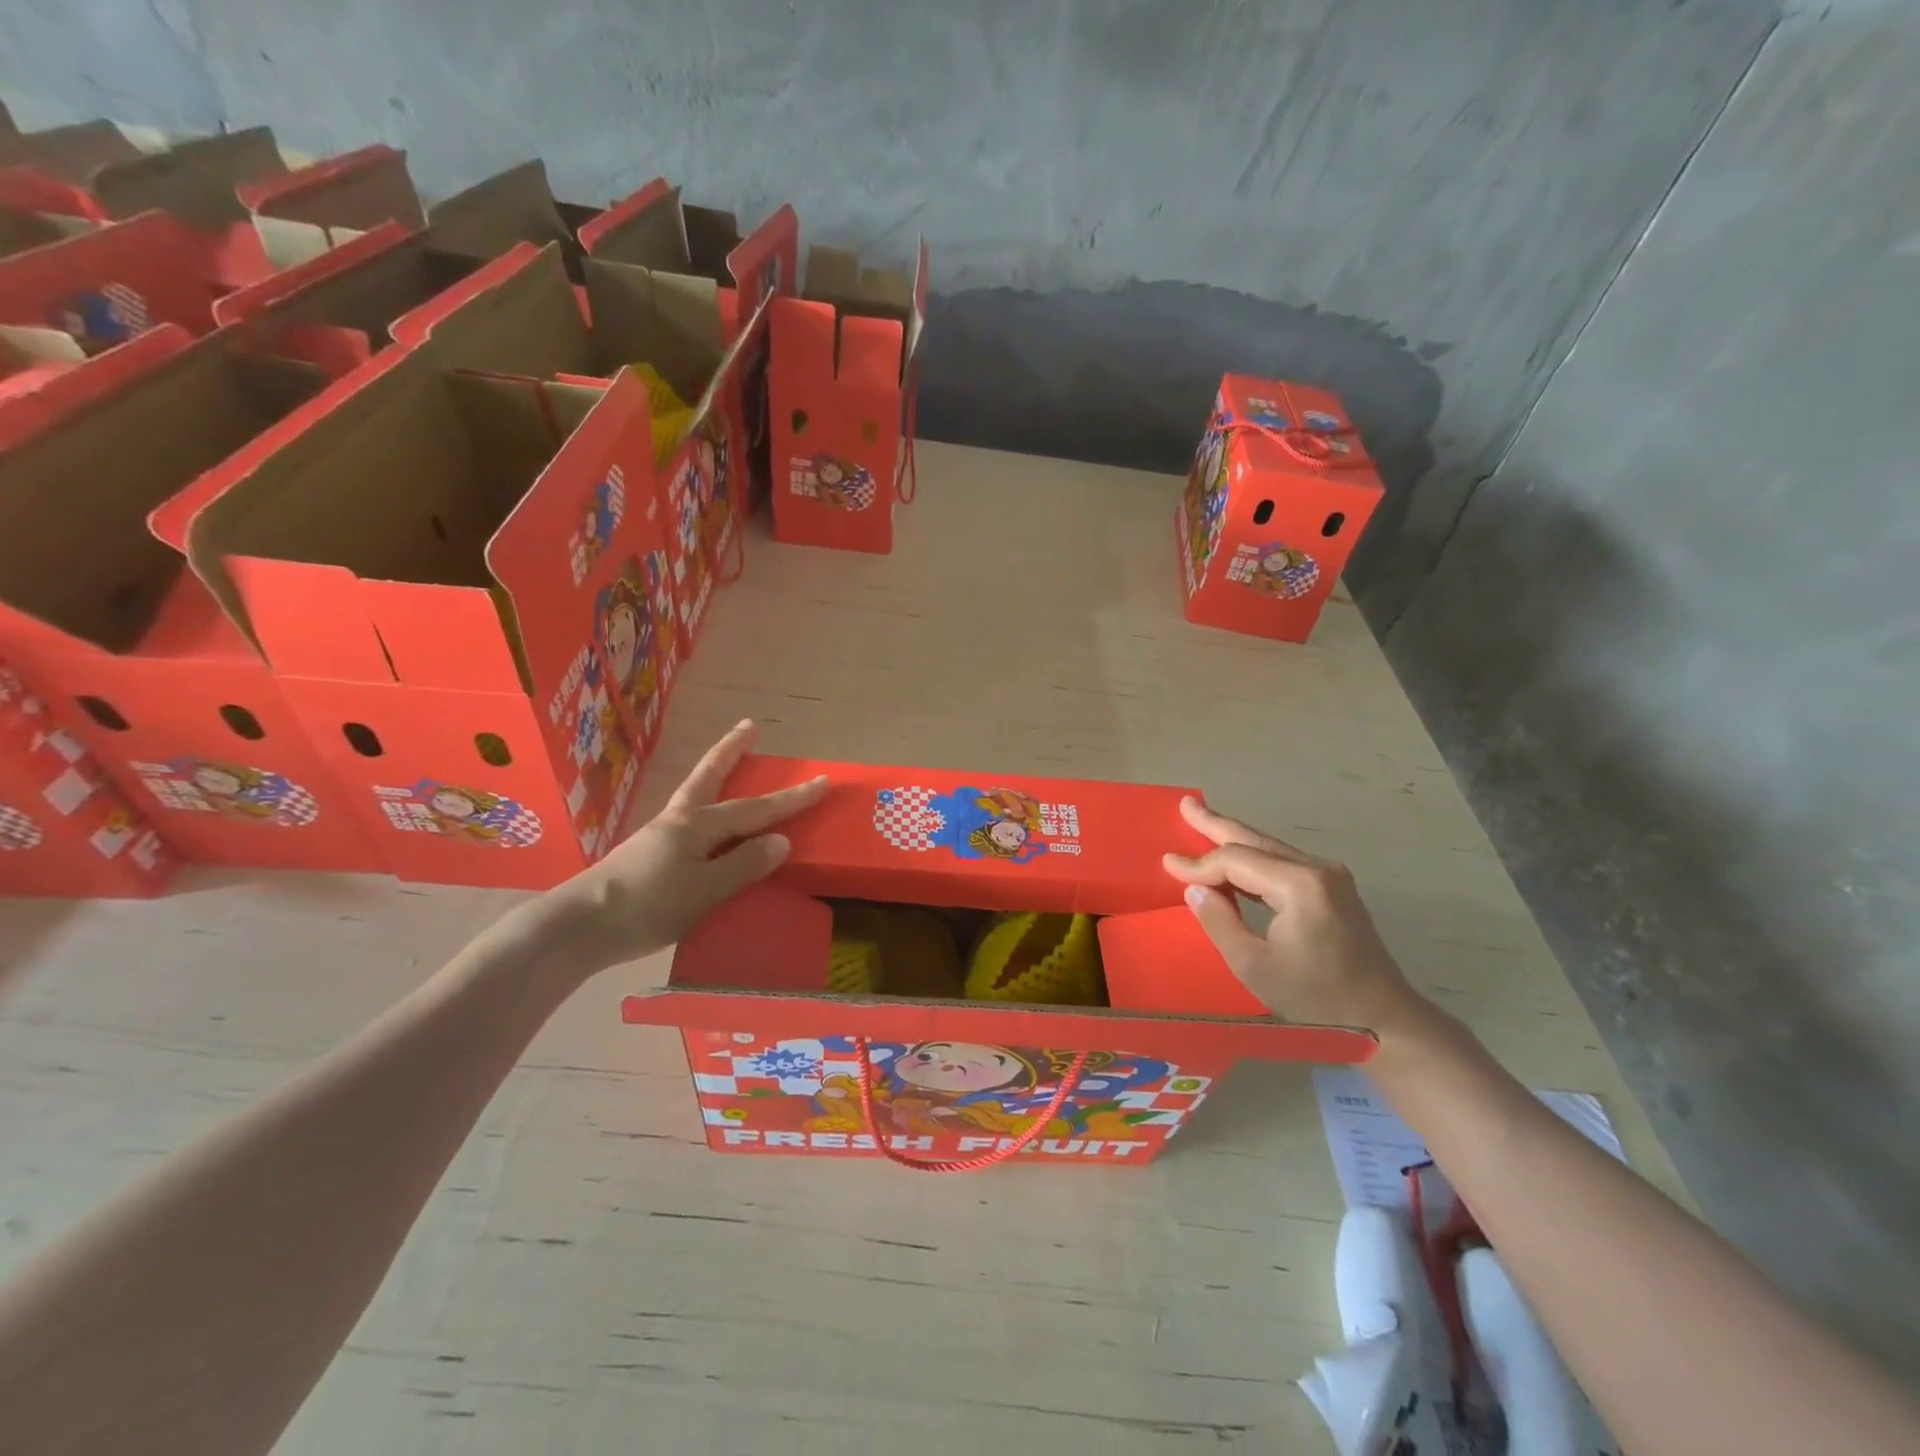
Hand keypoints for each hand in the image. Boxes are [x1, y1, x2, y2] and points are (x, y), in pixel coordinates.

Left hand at [540, 720, 827, 974]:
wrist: (578, 928)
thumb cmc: (646, 907)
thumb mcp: (703, 891)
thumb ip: (742, 865)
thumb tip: (781, 839)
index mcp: (697, 826)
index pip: (754, 810)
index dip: (790, 798)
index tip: (822, 781)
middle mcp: (678, 822)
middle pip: (709, 778)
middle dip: (731, 752)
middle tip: (749, 726)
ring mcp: (659, 837)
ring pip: (696, 797)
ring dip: (715, 776)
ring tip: (729, 767)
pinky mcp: (647, 856)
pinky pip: (688, 824)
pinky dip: (704, 812)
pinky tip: (705, 828)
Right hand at [1162, 797, 1429, 1036]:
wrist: (1385, 1018)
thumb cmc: (1317, 998)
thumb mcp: (1255, 967)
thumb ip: (1220, 923)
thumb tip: (1195, 890)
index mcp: (1299, 886)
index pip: (1236, 861)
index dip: (1199, 864)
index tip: (1167, 865)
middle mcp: (1317, 869)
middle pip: (1255, 840)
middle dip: (1216, 824)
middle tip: (1186, 804)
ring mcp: (1330, 876)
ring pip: (1269, 847)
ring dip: (1234, 836)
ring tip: (1201, 820)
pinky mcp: (1334, 888)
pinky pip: (1283, 861)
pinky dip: (1253, 856)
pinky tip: (1235, 856)